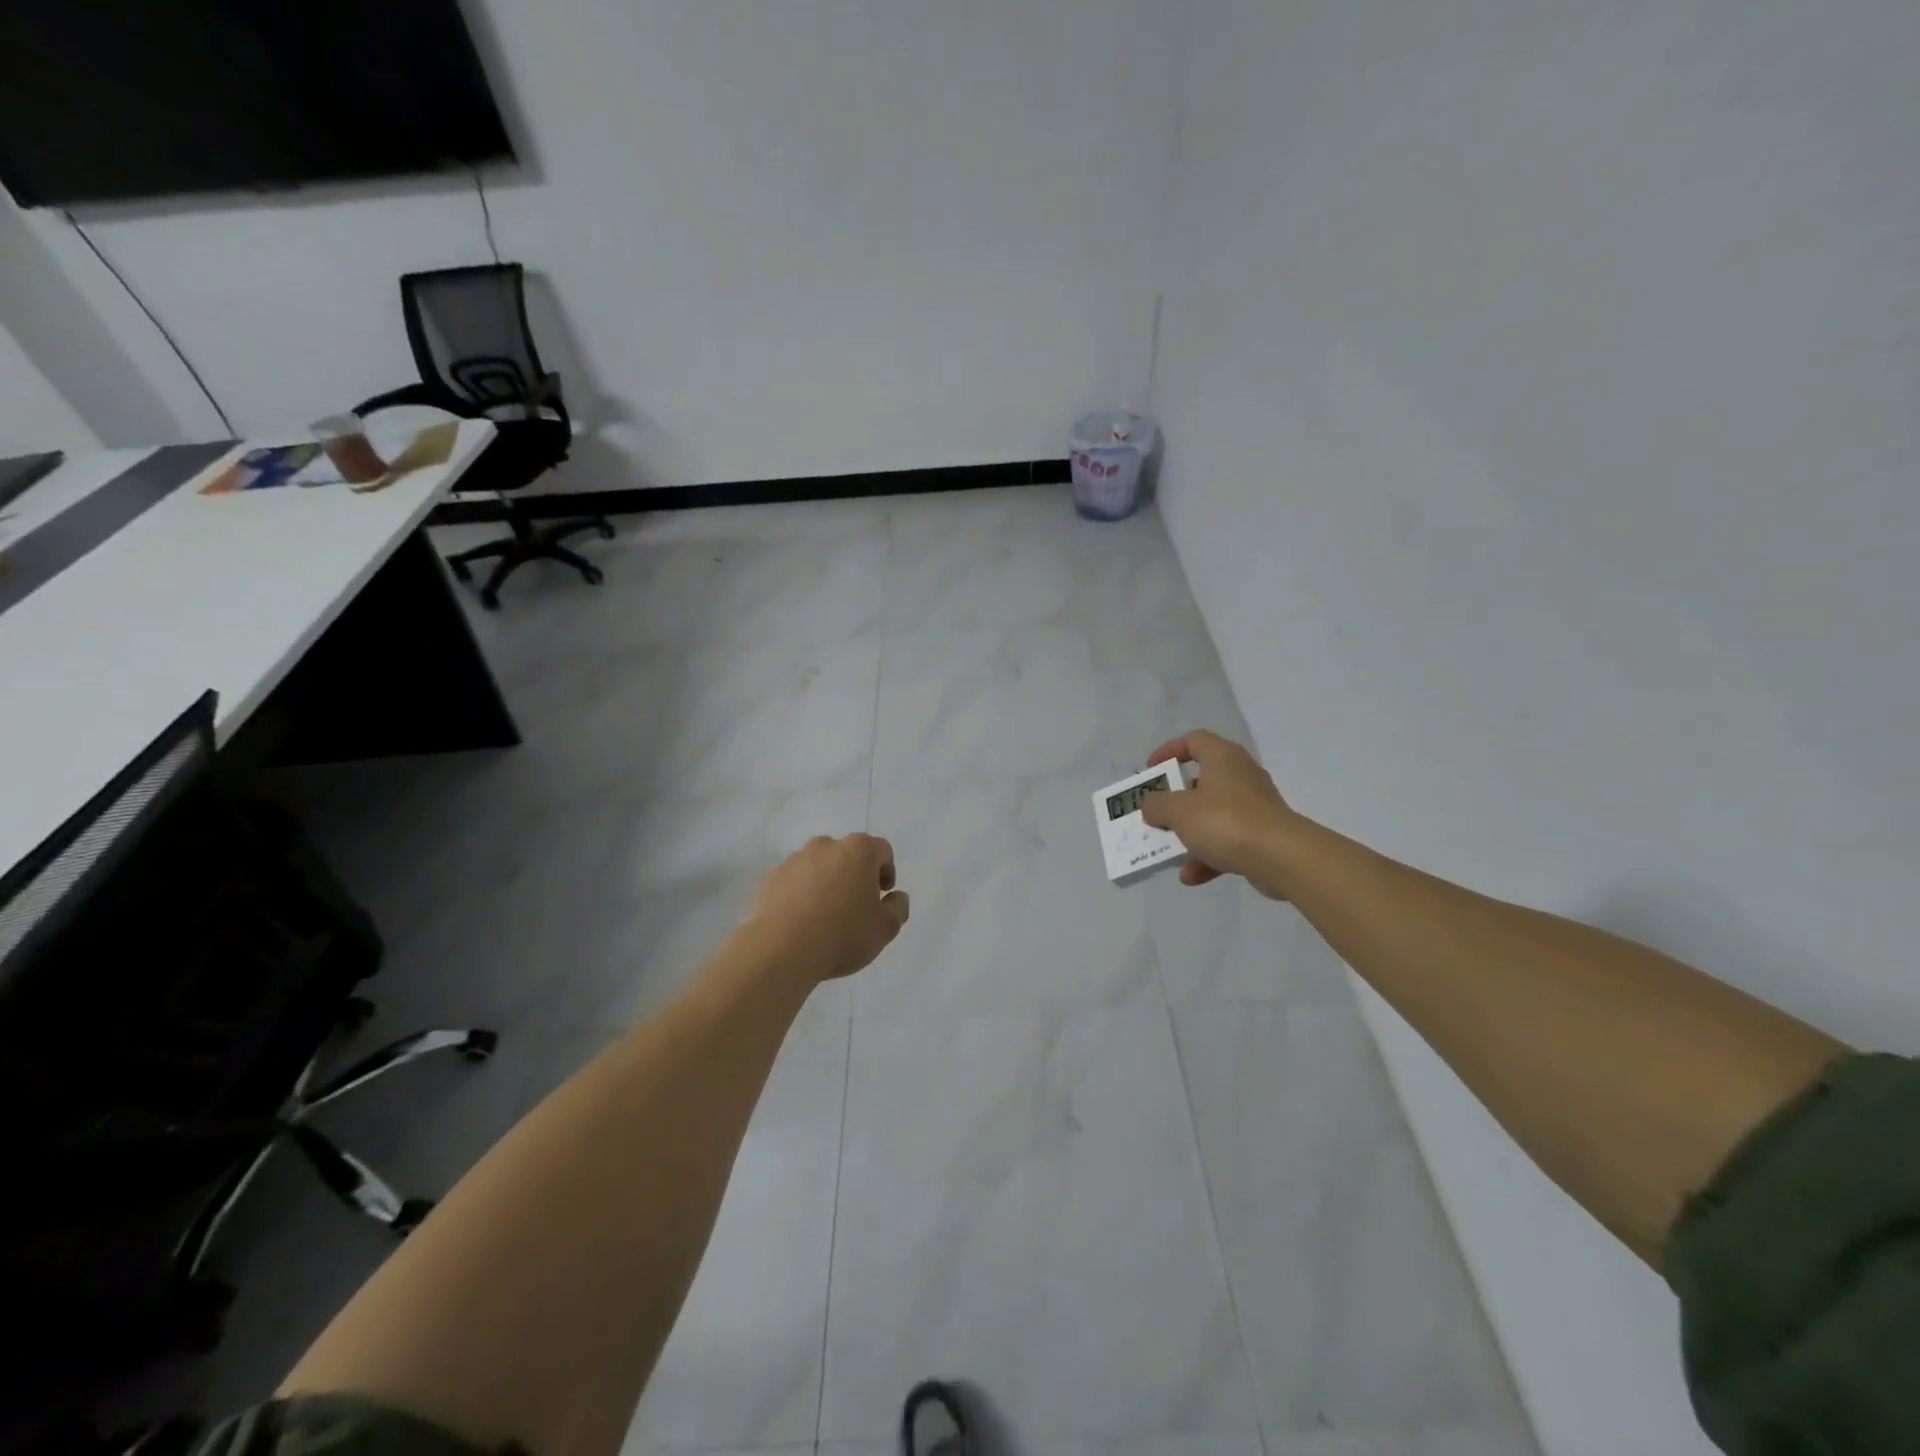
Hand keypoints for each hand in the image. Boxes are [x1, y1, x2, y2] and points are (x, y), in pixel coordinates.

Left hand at [743, 834, 909, 982]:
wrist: (782, 950)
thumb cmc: (843, 934)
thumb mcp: (885, 928)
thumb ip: (898, 908)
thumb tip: (895, 897)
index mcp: (859, 850)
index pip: (882, 850)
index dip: (886, 872)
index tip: (882, 896)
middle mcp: (826, 845)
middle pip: (848, 854)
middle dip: (855, 875)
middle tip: (855, 905)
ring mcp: (795, 859)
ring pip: (819, 865)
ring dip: (826, 881)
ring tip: (825, 914)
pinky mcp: (771, 877)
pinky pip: (794, 880)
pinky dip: (801, 892)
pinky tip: (801, 919)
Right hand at [1140, 731, 1297, 895]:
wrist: (1282, 857)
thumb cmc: (1224, 821)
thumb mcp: (1177, 810)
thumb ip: (1156, 805)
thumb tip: (1152, 806)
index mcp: (1222, 757)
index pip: (1193, 740)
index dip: (1168, 751)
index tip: (1151, 771)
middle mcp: (1240, 775)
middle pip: (1201, 781)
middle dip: (1176, 801)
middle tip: (1157, 814)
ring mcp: (1254, 806)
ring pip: (1213, 815)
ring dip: (1189, 834)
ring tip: (1169, 852)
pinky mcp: (1263, 835)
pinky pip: (1228, 841)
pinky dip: (1208, 856)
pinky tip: (1191, 876)